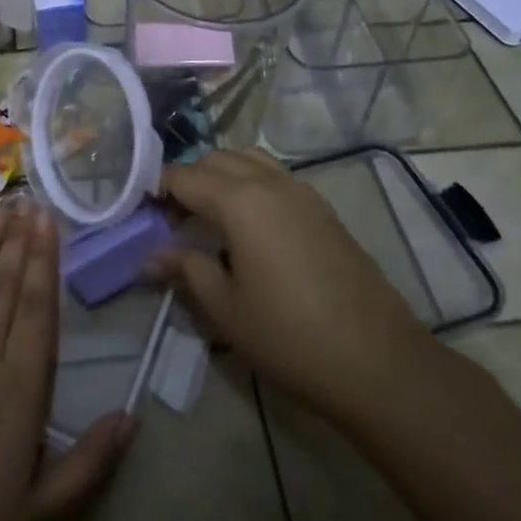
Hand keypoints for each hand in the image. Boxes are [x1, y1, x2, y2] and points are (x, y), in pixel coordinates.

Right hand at [149, 149, 431, 435]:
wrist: (378, 361)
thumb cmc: (290, 337)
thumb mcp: (226, 308)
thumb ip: (187, 269)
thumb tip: (151, 257)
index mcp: (240, 201)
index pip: (185, 176)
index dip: (158, 187)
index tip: (142, 210)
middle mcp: (270, 183)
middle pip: (217, 159)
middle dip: (189, 178)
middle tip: (174, 217)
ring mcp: (302, 192)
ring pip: (249, 160)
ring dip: (223, 175)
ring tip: (211, 216)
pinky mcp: (323, 209)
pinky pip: (276, 177)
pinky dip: (252, 184)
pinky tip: (251, 228)